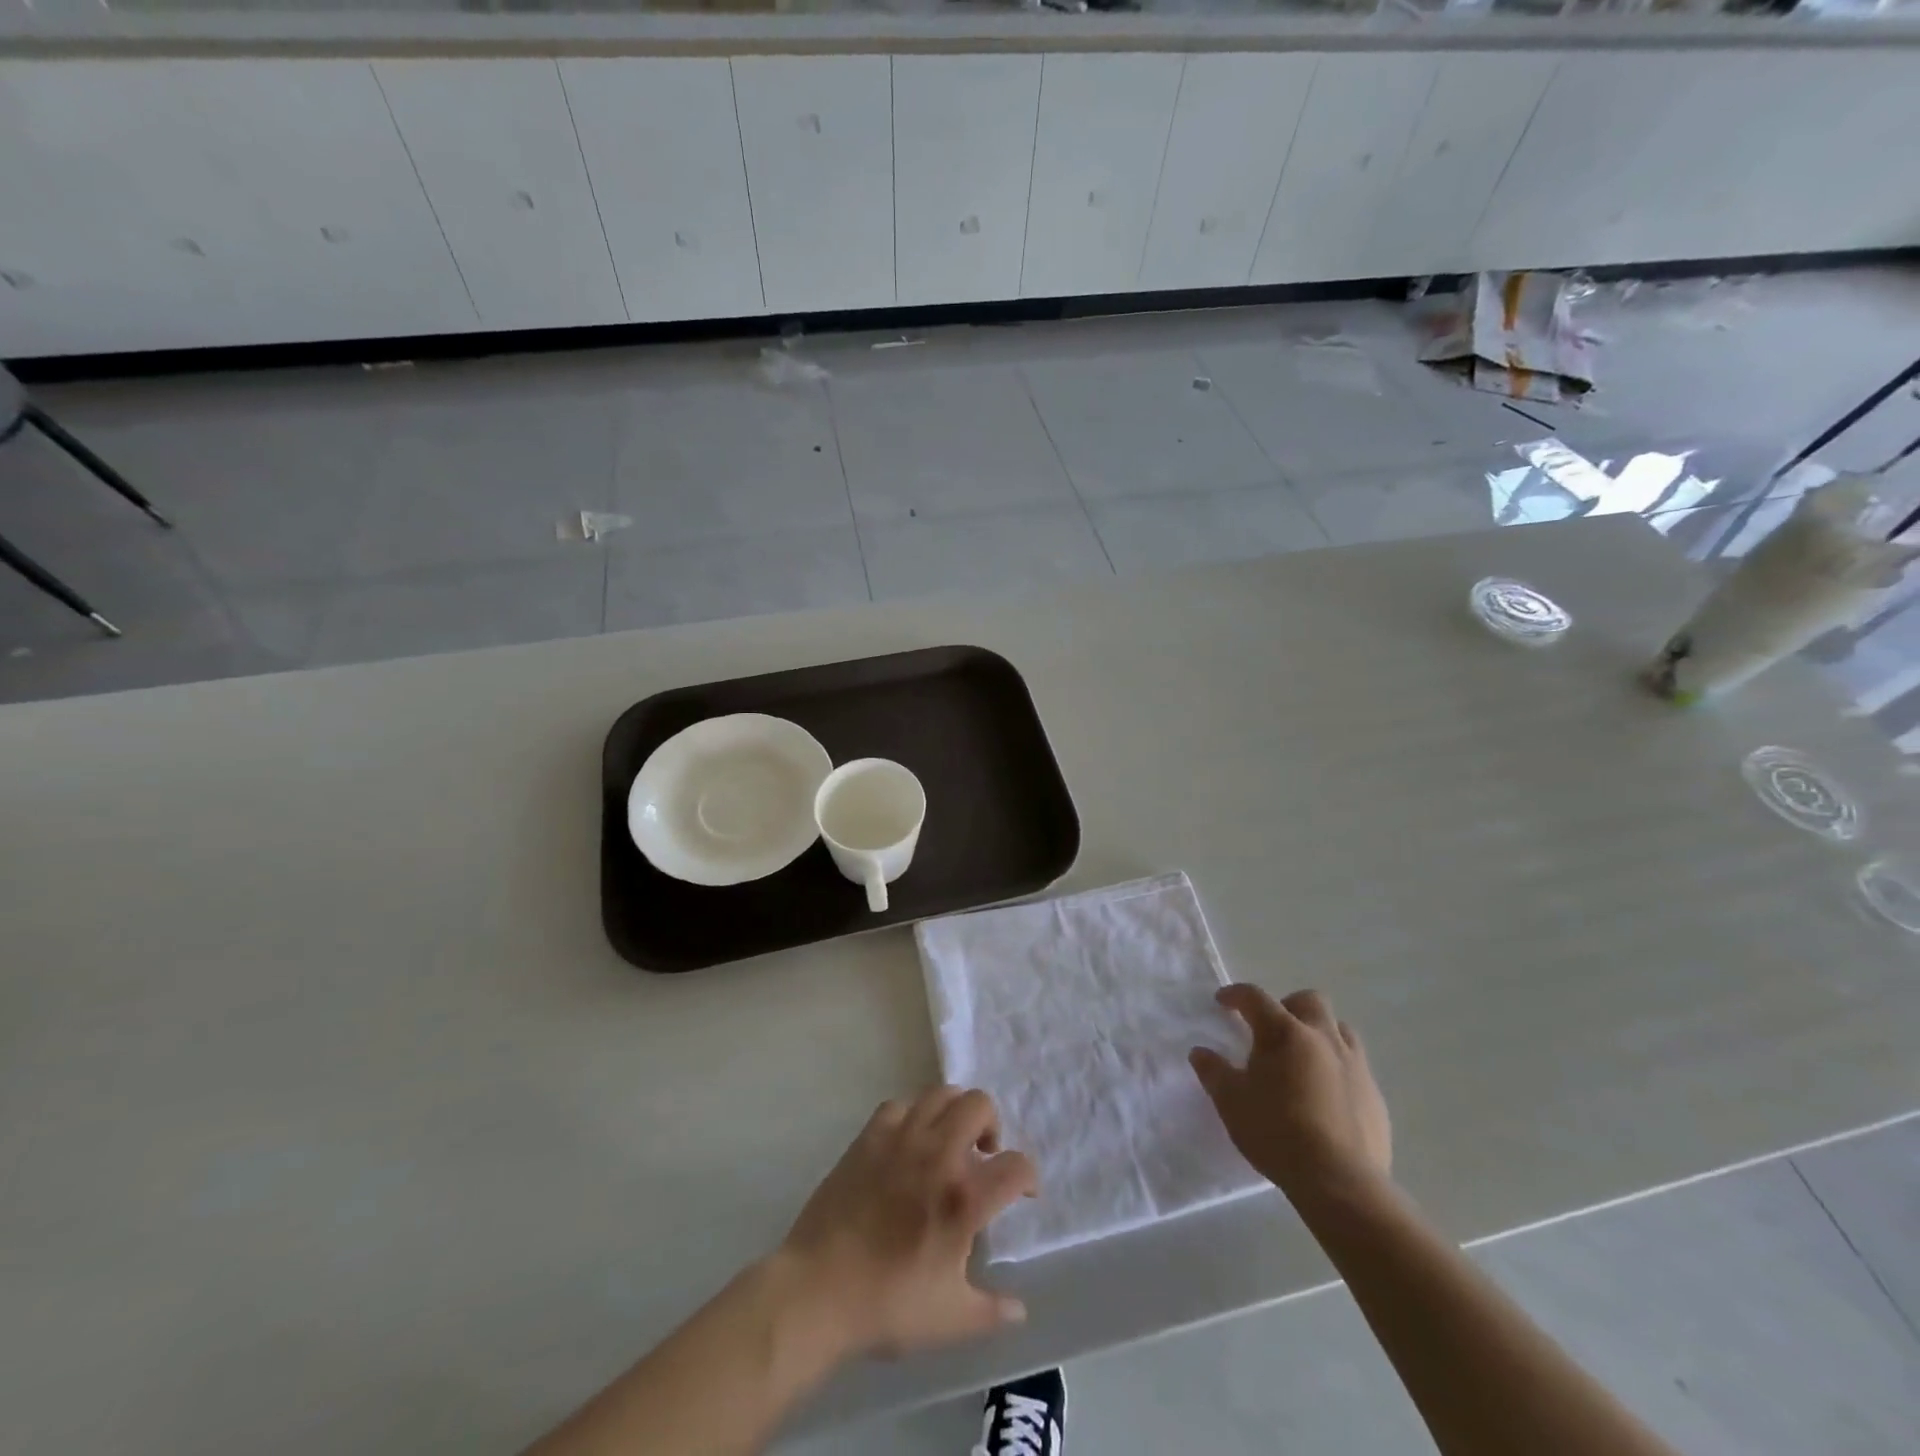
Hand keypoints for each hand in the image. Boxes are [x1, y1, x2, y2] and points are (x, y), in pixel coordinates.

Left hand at [778, 1086, 1036, 1360]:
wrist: (817, 1290)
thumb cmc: (887, 1306)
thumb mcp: (951, 1321)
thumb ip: (992, 1311)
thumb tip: (1019, 1309)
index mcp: (963, 1198)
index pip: (1016, 1166)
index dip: (1029, 1177)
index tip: (1023, 1193)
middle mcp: (938, 1155)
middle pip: (980, 1105)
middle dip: (991, 1125)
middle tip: (982, 1156)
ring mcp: (900, 1139)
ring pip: (940, 1094)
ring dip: (954, 1113)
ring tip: (949, 1142)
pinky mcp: (868, 1137)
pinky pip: (899, 1105)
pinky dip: (912, 1117)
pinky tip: (908, 1144)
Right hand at [1191, 985, 1390, 1199]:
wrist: (1340, 1181)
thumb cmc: (1276, 1132)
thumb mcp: (1231, 1102)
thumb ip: (1214, 1072)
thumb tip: (1200, 1053)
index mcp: (1285, 1033)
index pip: (1256, 998)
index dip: (1236, 995)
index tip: (1223, 1001)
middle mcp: (1323, 1038)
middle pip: (1310, 1001)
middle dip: (1288, 1006)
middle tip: (1271, 1030)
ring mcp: (1355, 1066)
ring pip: (1341, 1030)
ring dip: (1320, 1034)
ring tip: (1303, 1059)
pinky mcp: (1375, 1096)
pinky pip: (1356, 1068)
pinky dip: (1338, 1070)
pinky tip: (1326, 1097)